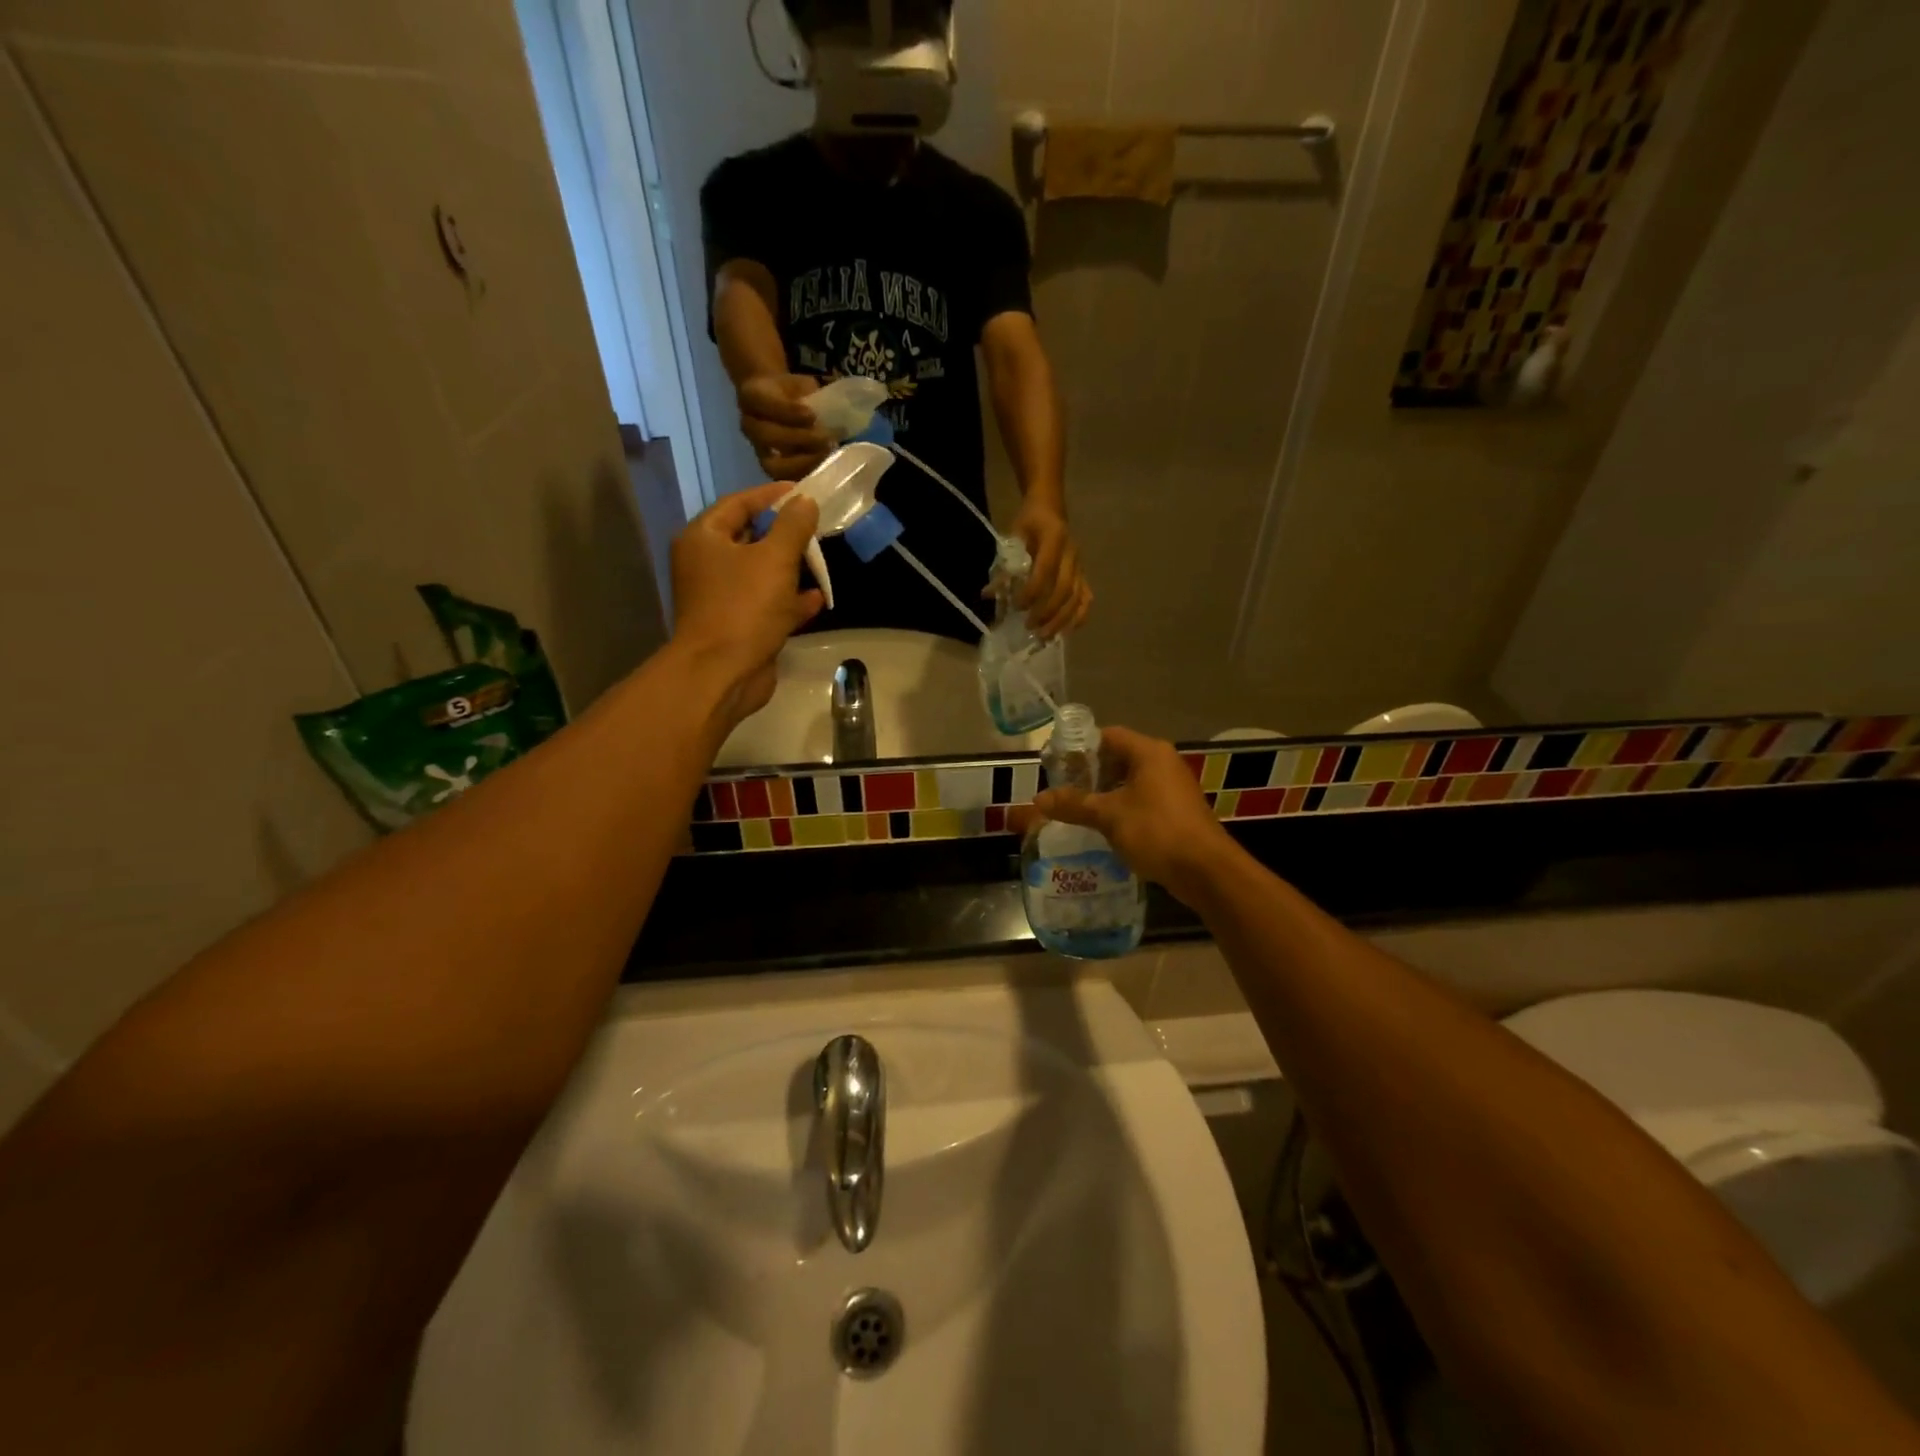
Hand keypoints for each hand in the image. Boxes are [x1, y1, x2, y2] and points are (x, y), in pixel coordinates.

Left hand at [670, 482, 823, 726]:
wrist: (723, 673)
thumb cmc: (744, 607)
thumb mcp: (774, 558)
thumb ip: (793, 526)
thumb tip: (805, 501)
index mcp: (704, 538)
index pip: (739, 503)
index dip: (772, 496)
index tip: (804, 492)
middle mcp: (707, 564)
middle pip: (750, 538)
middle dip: (785, 535)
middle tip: (817, 528)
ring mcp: (721, 597)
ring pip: (760, 573)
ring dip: (790, 569)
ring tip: (821, 563)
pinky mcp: (737, 625)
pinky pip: (766, 604)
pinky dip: (788, 601)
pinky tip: (816, 600)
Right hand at [737, 373, 831, 480]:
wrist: (779, 402)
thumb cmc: (793, 393)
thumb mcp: (802, 385)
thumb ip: (812, 395)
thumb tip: (835, 411)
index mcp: (753, 396)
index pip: (763, 403)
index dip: (788, 410)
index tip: (812, 415)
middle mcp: (750, 424)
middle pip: (767, 436)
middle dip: (799, 439)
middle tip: (826, 439)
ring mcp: (759, 450)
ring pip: (773, 463)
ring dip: (803, 463)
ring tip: (826, 455)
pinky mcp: (771, 469)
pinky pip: (783, 480)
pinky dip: (804, 476)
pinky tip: (822, 471)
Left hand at [1010, 499, 1091, 637]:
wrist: (1050, 507)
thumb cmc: (1029, 522)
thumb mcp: (1013, 537)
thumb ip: (1004, 566)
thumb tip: (987, 594)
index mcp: (1054, 539)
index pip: (1045, 571)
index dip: (1031, 592)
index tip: (1016, 606)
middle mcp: (1072, 554)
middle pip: (1064, 590)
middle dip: (1047, 612)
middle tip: (1029, 628)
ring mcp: (1080, 566)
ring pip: (1077, 598)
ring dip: (1061, 620)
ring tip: (1045, 636)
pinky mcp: (1083, 574)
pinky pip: (1086, 598)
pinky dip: (1078, 617)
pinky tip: (1067, 632)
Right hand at [1024, 726, 1236, 905]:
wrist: (1206, 871)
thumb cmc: (1156, 832)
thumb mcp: (1108, 816)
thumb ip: (1073, 804)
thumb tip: (1037, 799)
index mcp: (1149, 752)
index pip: (1107, 735)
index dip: (1080, 747)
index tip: (1056, 765)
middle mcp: (1163, 762)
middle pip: (1118, 757)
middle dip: (1089, 772)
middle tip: (1062, 789)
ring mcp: (1173, 787)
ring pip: (1130, 780)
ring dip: (1105, 792)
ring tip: (1077, 808)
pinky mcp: (1177, 810)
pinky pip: (1142, 799)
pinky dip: (1121, 807)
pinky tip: (1103, 826)